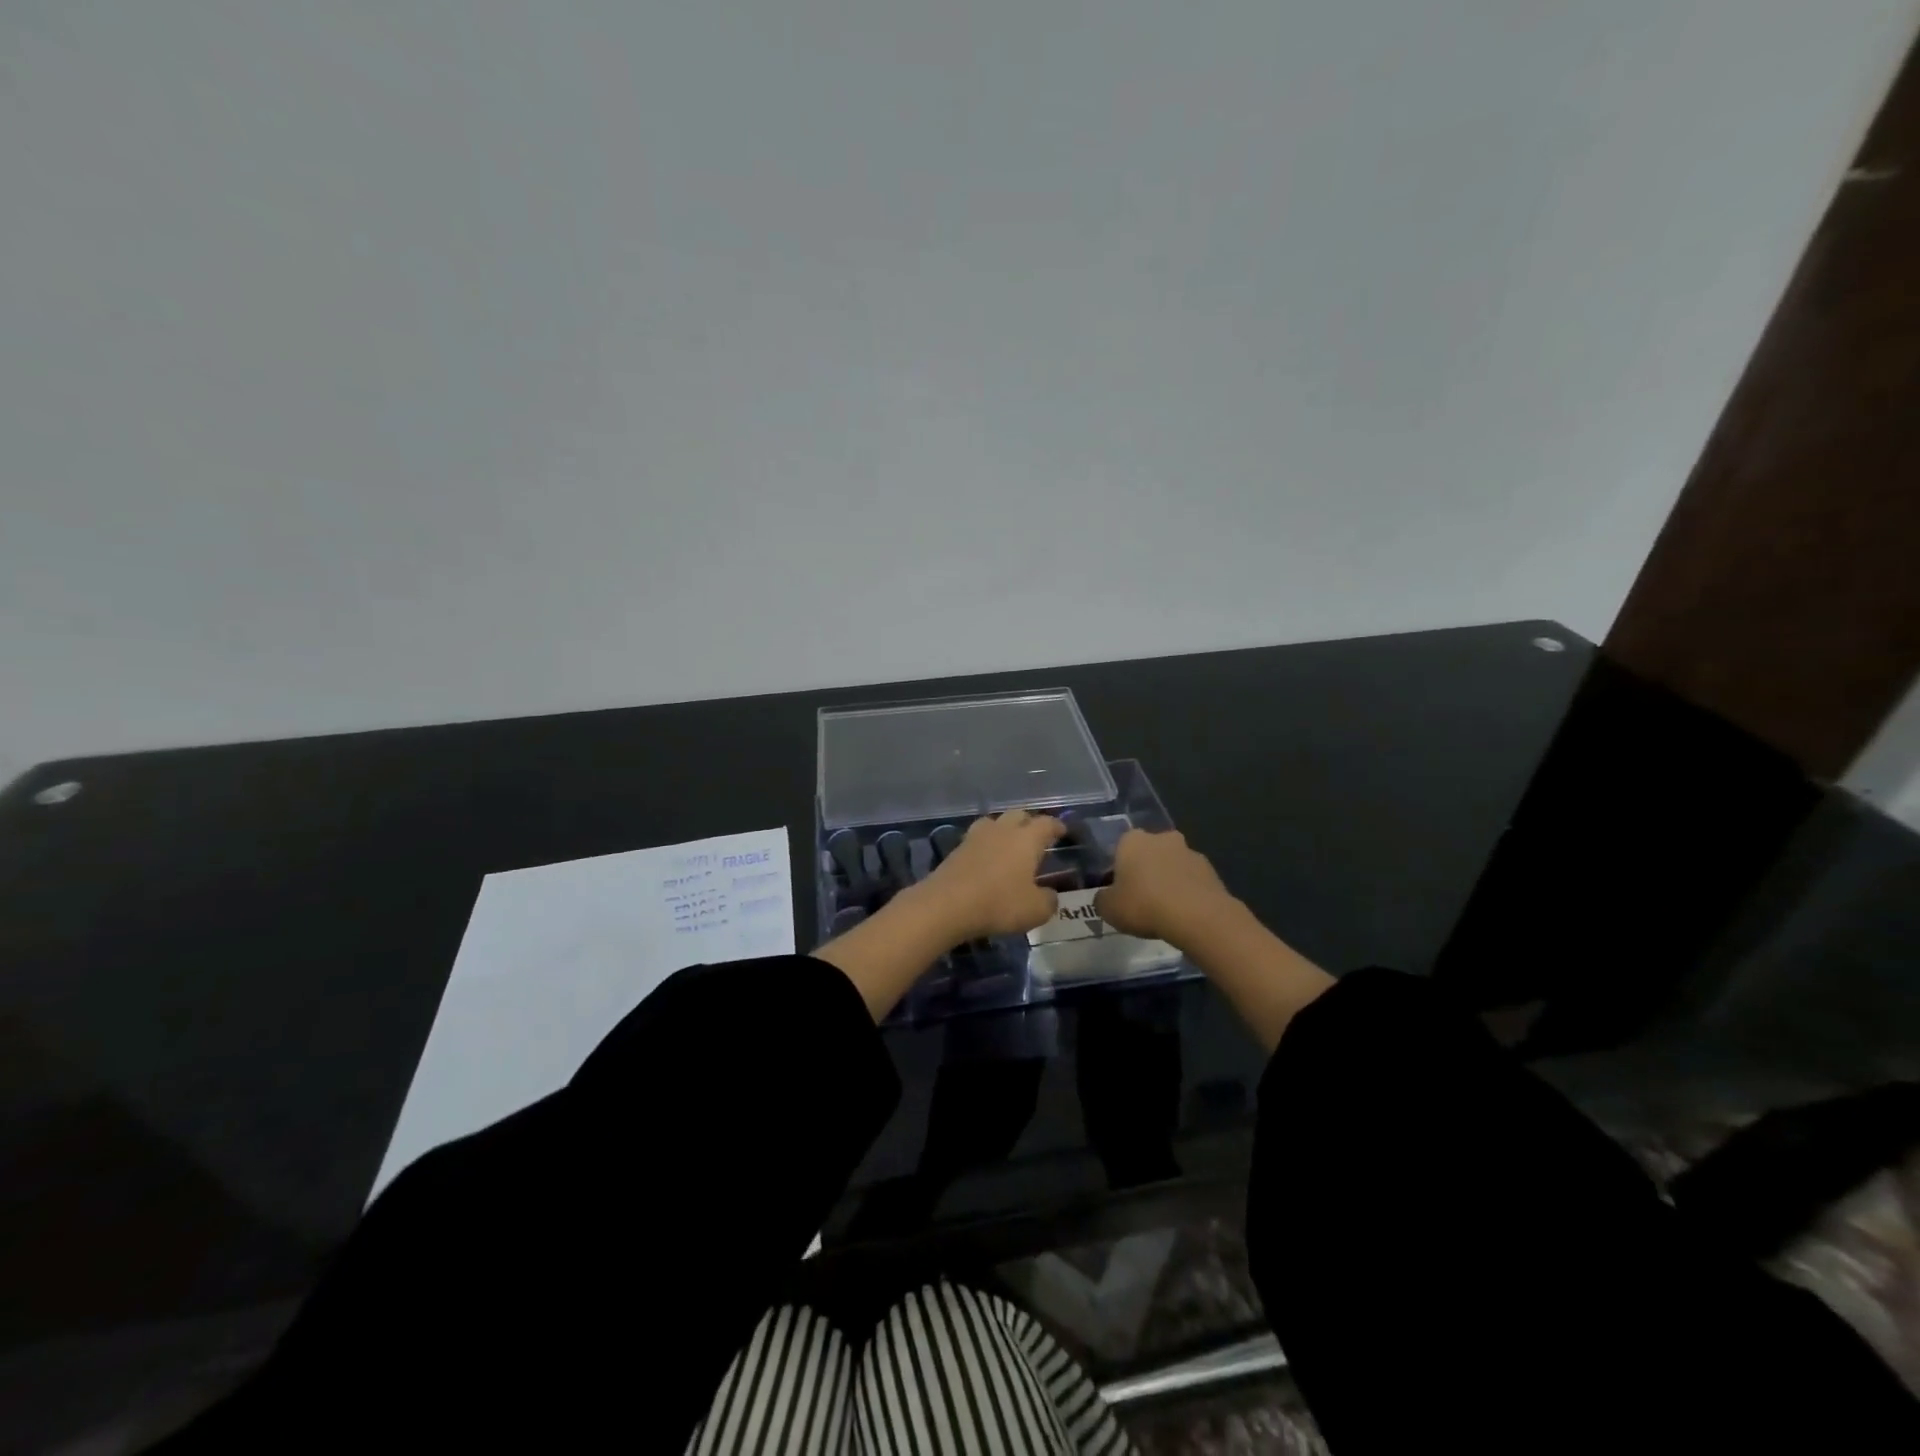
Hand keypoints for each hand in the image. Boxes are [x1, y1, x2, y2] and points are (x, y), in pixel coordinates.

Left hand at [917, 811, 1066, 940]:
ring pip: (994, 822)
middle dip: (1030, 822)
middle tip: (1036, 837)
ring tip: (1009, 844)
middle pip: (1018, 815)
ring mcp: (976, 837)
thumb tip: (1050, 895)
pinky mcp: (956, 849)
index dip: (1056, 826)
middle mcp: (1002, 830)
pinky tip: (987, 858)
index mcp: (1026, 839)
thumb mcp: (1035, 910)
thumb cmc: (999, 903)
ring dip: (1004, 829)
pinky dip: (986, 844)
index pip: (1046, 824)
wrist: (947, 904)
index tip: (1062, 831)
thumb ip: (1048, 900)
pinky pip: (977, 839)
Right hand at [1094, 829, 1235, 946]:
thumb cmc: (1144, 905)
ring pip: (1172, 864)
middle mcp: (1161, 838)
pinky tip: (1184, 913)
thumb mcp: (1108, 909)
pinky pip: (1191, 879)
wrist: (1198, 916)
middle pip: (1148, 852)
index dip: (1118, 870)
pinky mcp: (1211, 870)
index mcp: (1132, 840)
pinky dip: (1187, 891)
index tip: (1119, 890)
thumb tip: (1105, 897)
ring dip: (1168, 880)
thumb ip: (1102, 899)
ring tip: (1164, 910)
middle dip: (1145, 870)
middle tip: (1141, 898)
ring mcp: (1189, 851)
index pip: (1119, 848)